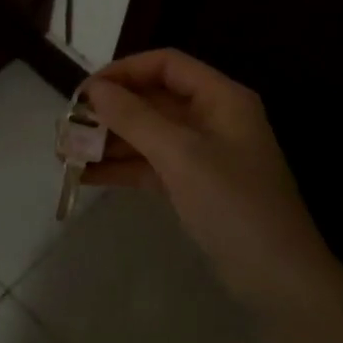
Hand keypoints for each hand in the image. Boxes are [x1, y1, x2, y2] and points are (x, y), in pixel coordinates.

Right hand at [81, 49, 334, 320]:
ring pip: (146, 135)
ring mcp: (201, 154)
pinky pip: (149, 165)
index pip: (166, 65)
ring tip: (65, 154)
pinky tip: (85, 176)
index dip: (124, 71)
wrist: (278, 277)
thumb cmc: (234, 204)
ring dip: (108, 142)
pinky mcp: (191, 185)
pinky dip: (120, 168)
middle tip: (67, 126)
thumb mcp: (181, 155)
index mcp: (220, 98)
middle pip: (152, 100)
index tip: (85, 92)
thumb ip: (135, 118)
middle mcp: (211, 118)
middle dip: (109, 111)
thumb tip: (94, 90)